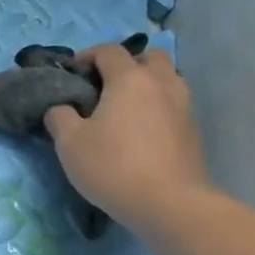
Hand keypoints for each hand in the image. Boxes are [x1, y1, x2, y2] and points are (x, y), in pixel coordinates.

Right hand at [43, 46, 213, 226]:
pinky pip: (174, 104)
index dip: (88, 56)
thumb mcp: (70, 144)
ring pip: (167, 79)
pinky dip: (159, 107)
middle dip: (126, 64)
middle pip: (148, 57)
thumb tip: (61, 108)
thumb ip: (60, 118)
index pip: (109, 51)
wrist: (169, 202)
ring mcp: (184, 105)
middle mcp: (161, 83)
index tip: (73, 73)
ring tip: (127, 110)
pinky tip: (144, 132)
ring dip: (147, 85)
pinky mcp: (194, 130)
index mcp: (129, 79)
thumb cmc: (113, 167)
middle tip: (106, 87)